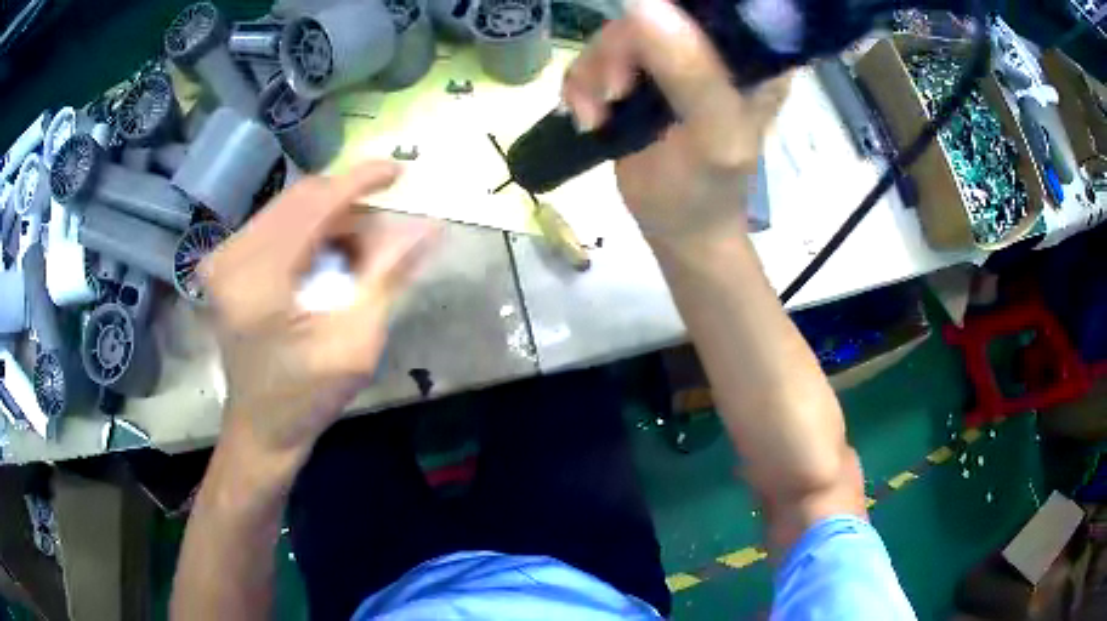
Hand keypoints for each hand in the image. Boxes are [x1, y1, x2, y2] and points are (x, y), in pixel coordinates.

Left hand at [202, 162, 438, 462]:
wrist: (261, 427)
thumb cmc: (307, 396)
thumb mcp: (356, 342)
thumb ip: (388, 277)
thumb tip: (430, 225)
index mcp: (258, 279)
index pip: (315, 203)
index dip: (361, 180)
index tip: (400, 171)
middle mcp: (231, 256)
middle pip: (301, 198)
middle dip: (348, 207)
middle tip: (381, 238)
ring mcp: (223, 257)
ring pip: (290, 208)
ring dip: (330, 221)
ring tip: (354, 259)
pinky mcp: (225, 263)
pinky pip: (276, 223)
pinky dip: (309, 233)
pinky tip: (324, 263)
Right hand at [561, 0, 789, 242]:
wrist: (671, 223)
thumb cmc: (704, 189)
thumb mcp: (712, 135)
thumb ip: (690, 71)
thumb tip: (642, 2)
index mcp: (755, 55)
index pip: (716, 6)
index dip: (675, 12)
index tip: (646, 53)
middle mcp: (716, 45)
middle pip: (657, 10)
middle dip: (621, 50)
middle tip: (615, 94)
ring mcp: (673, 54)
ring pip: (618, 30)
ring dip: (594, 72)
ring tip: (597, 116)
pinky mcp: (639, 70)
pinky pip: (595, 53)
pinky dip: (581, 83)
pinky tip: (589, 116)